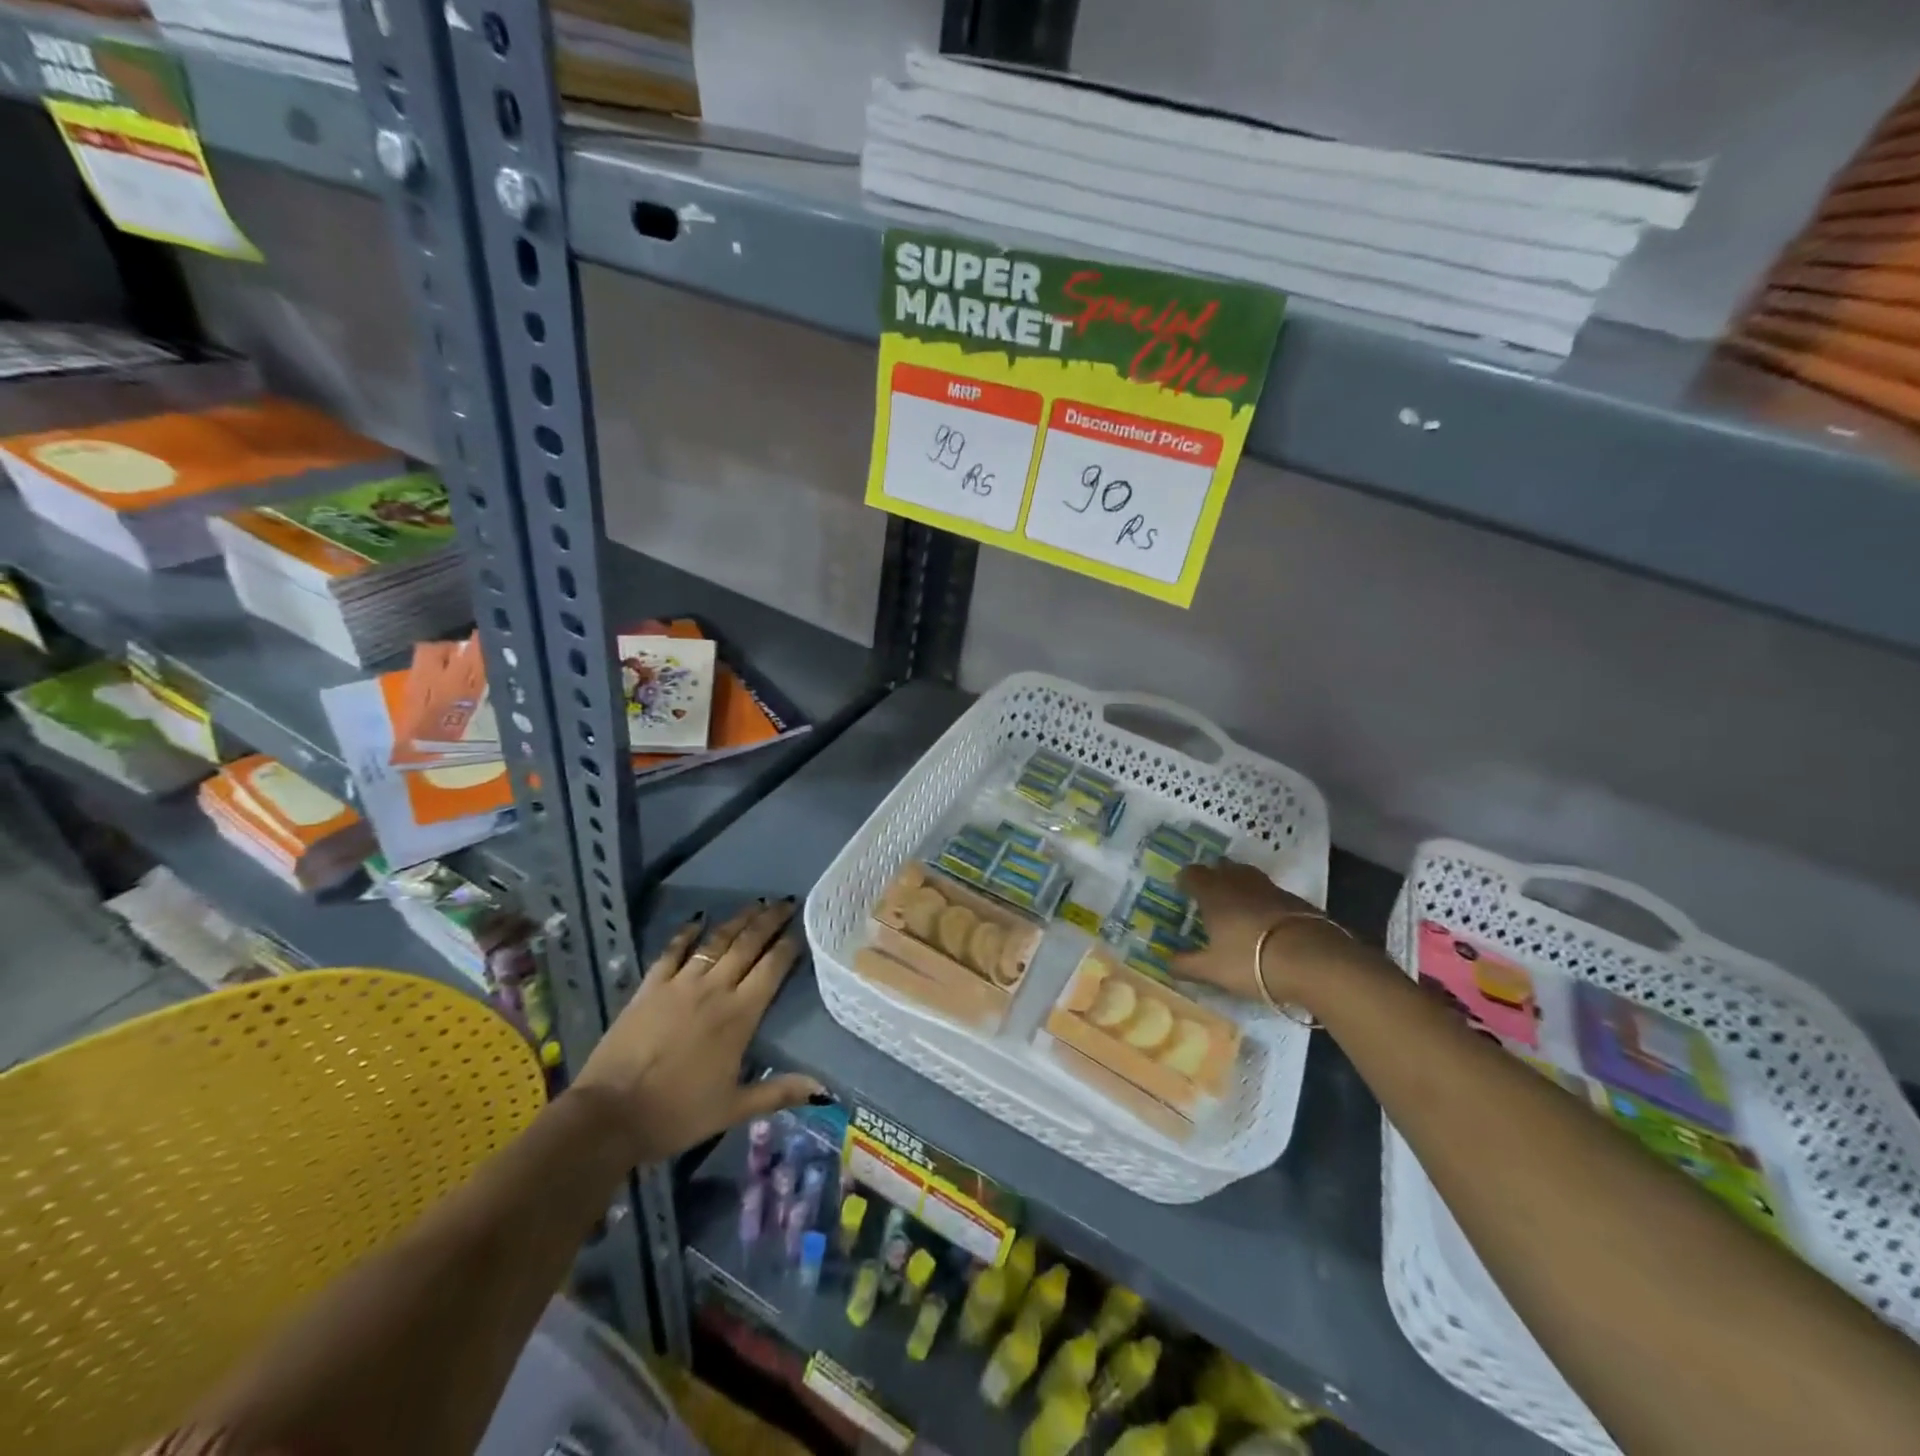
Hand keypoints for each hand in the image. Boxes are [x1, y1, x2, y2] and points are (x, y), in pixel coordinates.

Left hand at [571, 899, 822, 1165]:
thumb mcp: (734, 1109)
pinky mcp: (650, 987)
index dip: (789, 946)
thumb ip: (779, 1092)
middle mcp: (714, 989)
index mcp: (740, 1015)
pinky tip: (697, 920)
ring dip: (738, 920)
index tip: (802, 930)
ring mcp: (680, 984)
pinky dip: (686, 934)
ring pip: (716, 942)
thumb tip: (823, 1090)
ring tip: (755, 904)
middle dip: (769, 921)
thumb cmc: (677, 1113)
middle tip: (786, 902)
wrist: (610, 1115)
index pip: (772, 969)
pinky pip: (672, 952)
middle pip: (748, 945)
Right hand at [1172, 860, 1352, 1007]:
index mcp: (1213, 893)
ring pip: (1248, 875)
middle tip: (1208, 892)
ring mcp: (1270, 888)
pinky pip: (1271, 892)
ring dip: (1239, 882)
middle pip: (1221, 867)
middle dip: (1213, 875)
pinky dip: (1263, 899)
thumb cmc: (1251, 961)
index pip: (1192, 874)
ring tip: (1236, 900)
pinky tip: (1266, 918)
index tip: (1181, 889)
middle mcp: (1239, 883)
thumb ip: (1186, 965)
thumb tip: (1166, 962)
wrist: (1314, 960)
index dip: (1185, 879)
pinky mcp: (1296, 900)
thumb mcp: (1212, 970)